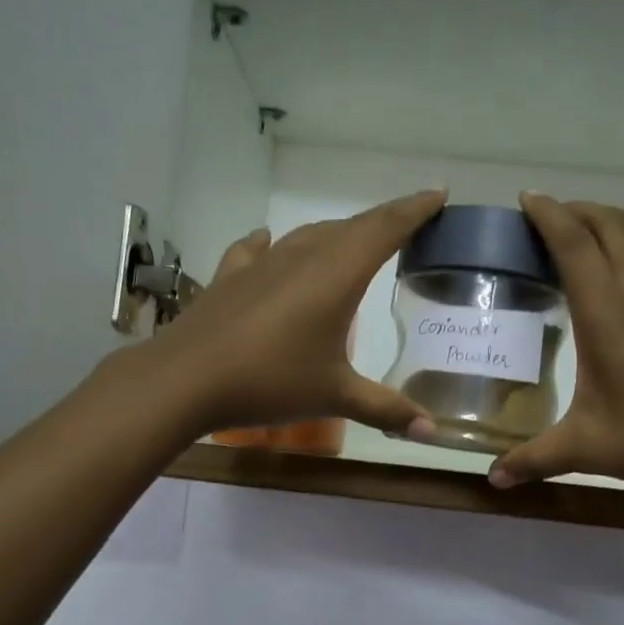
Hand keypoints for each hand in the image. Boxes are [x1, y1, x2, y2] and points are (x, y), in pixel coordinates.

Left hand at [138, 190, 447, 437]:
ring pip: (308, 235)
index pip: (386, 229)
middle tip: (407, 222)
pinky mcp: (230, 277)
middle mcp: (302, 257)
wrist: (185, 379)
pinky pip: (257, 250)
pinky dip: (272, 245)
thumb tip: (430, 430)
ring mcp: (262, 263)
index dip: (415, 210)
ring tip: (352, 239)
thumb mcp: (334, 396)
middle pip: (351, 227)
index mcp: (337, 274)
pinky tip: (269, 242)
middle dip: (384, 220)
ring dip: (335, 233)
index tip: (438, 194)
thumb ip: (384, 408)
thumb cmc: (271, 381)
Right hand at [488, 194, 623, 506]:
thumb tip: (493, 478)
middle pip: (615, 229)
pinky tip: (615, 303)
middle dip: (580, 209)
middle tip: (546, 216)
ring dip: (608, 233)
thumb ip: (535, 459)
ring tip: (577, 249)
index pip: (577, 248)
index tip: (526, 198)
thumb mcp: (587, 450)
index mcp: (610, 320)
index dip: (551, 216)